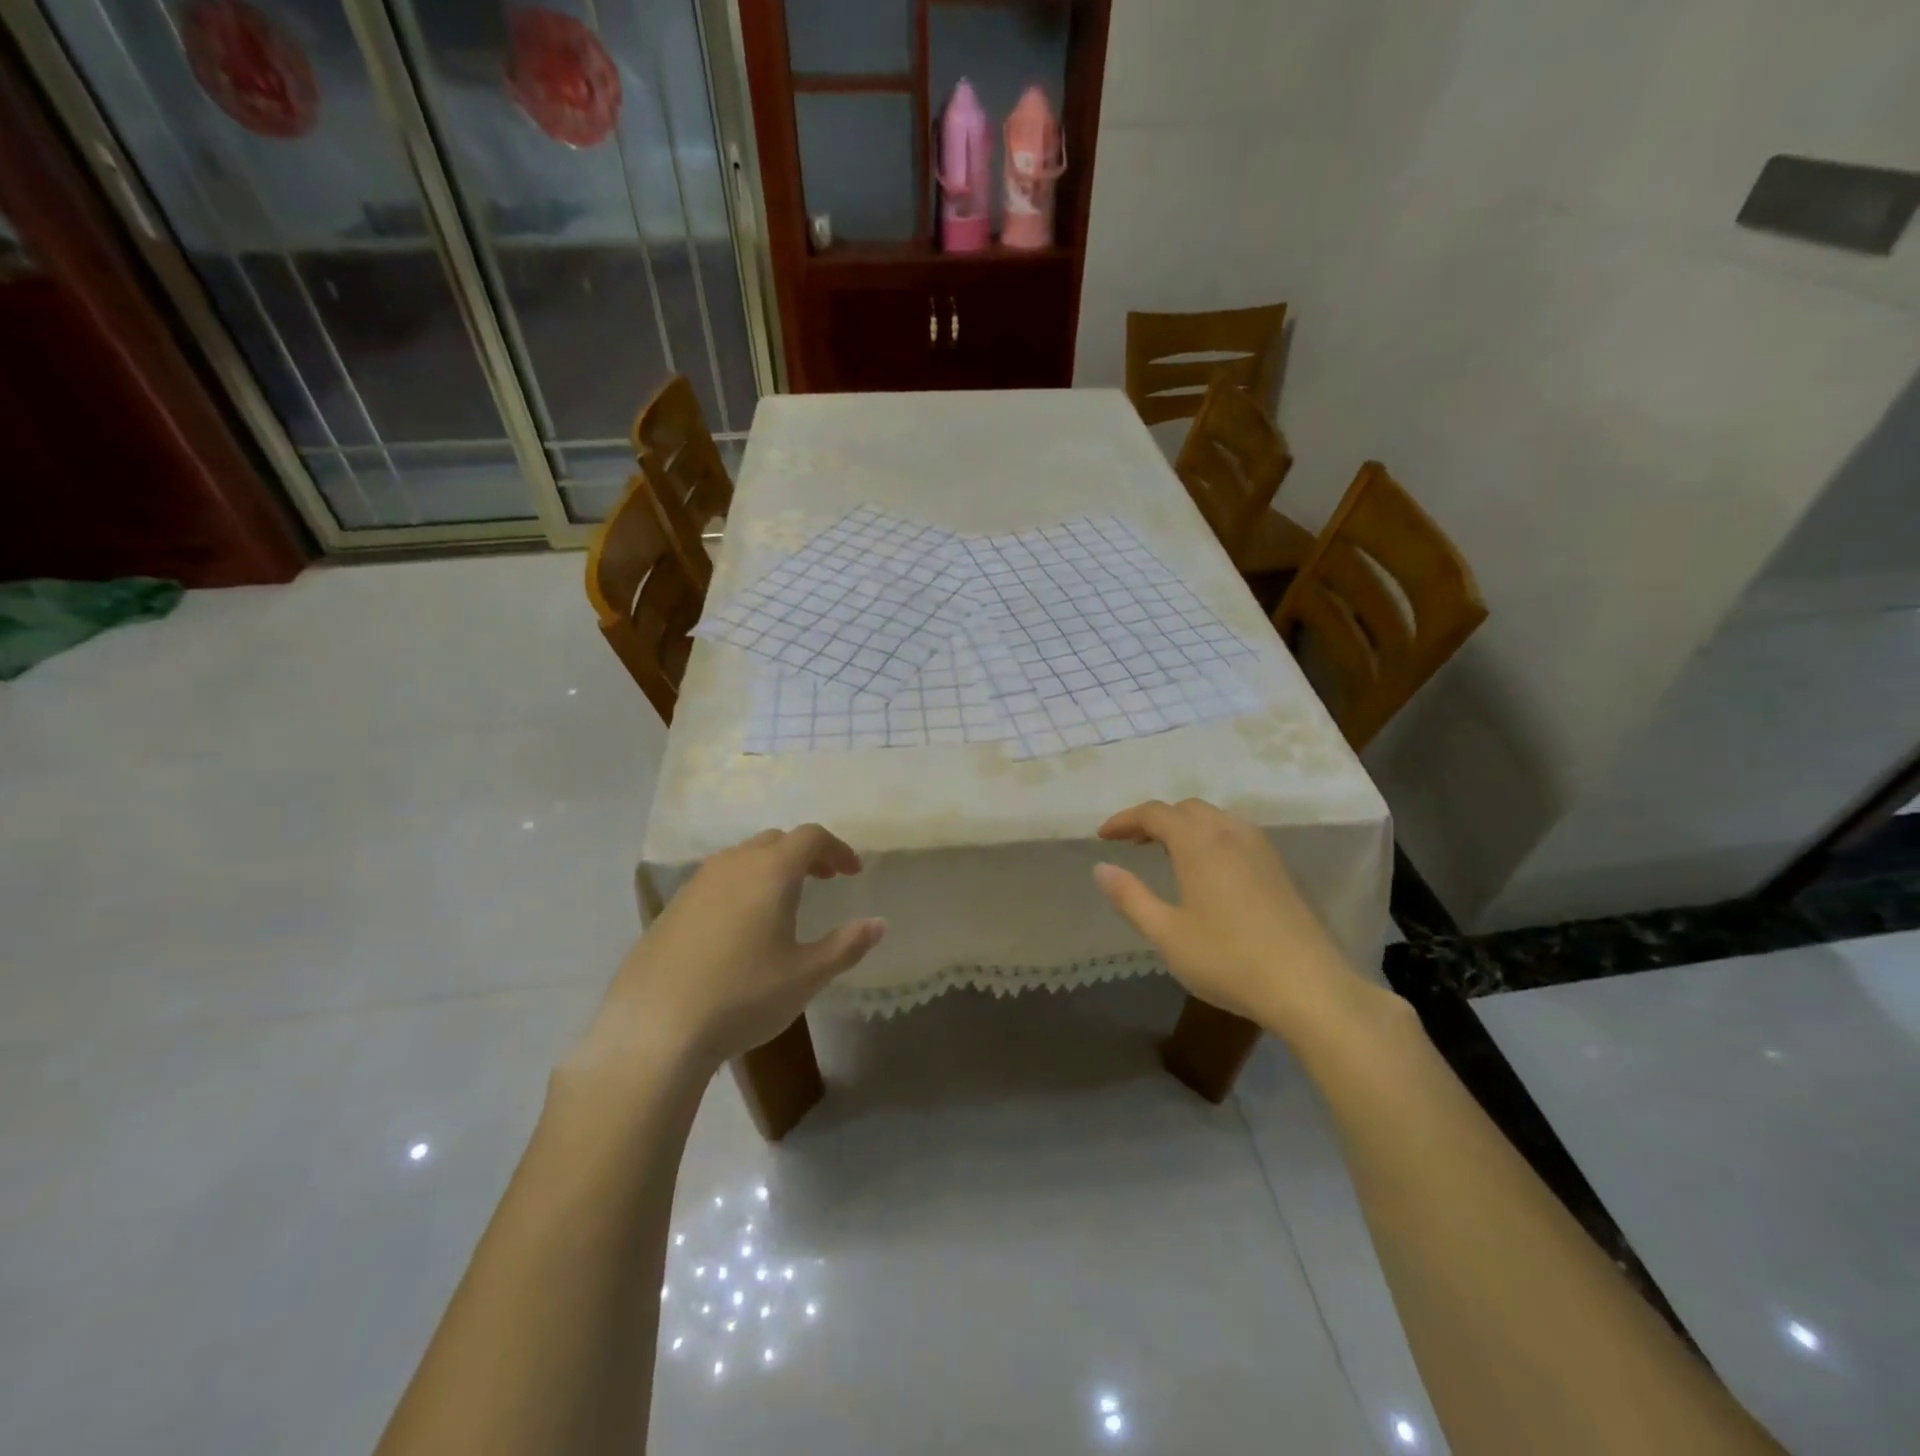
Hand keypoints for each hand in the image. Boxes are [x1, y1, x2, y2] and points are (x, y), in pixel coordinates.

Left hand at [571, 826, 884, 1080]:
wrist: (655, 1029)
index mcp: (770, 872)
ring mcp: (696, 884)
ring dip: (770, 868)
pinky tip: (740, 927)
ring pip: (742, 857)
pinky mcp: (672, 908)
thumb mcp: (806, 975)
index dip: (837, 849)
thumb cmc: (743, 996)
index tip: (852, 872)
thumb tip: (878, 924)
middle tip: (824, 880)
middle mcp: (733, 865)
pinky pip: (716, 881)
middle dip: (805, 854)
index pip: (811, 837)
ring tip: (783, 901)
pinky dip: (740, 886)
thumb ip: (847, 945)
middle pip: (776, 841)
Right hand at [1093, 798, 1369, 1043]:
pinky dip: (1209, 837)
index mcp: (1199, 843)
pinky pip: (1234, 834)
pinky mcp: (1278, 867)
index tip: (1103, 836)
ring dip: (1184, 826)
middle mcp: (1230, 833)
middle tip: (1131, 843)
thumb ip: (1130, 897)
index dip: (1124, 819)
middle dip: (1155, 819)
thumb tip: (1101, 868)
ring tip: (1164, 853)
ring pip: (1214, 818)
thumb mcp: (1167, 933)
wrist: (1309, 986)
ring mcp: (1260, 848)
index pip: (1154, 813)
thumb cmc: (1228, 959)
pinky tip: (1206, 869)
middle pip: (1186, 809)